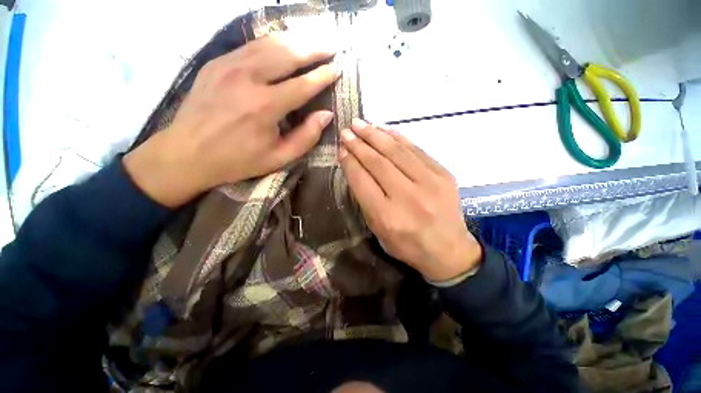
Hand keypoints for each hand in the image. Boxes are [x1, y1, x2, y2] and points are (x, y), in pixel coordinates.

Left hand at [124, 32, 339, 206]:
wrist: (187, 153)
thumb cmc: (238, 160)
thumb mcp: (279, 158)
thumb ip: (306, 137)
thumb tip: (326, 115)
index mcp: (265, 106)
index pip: (303, 85)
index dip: (323, 76)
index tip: (338, 68)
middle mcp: (247, 78)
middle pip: (287, 54)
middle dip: (313, 48)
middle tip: (332, 46)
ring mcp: (228, 66)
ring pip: (269, 43)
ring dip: (295, 39)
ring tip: (313, 40)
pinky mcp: (216, 63)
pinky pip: (251, 46)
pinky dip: (272, 42)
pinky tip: (283, 44)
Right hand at [339, 119, 481, 281]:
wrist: (448, 251)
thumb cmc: (407, 245)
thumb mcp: (378, 230)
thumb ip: (365, 199)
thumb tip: (354, 167)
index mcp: (387, 216)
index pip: (362, 181)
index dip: (349, 162)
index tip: (341, 149)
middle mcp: (407, 197)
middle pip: (378, 163)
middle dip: (359, 144)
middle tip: (347, 131)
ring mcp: (430, 183)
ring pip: (397, 152)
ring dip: (376, 135)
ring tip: (361, 124)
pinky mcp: (443, 175)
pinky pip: (417, 150)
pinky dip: (398, 137)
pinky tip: (385, 130)